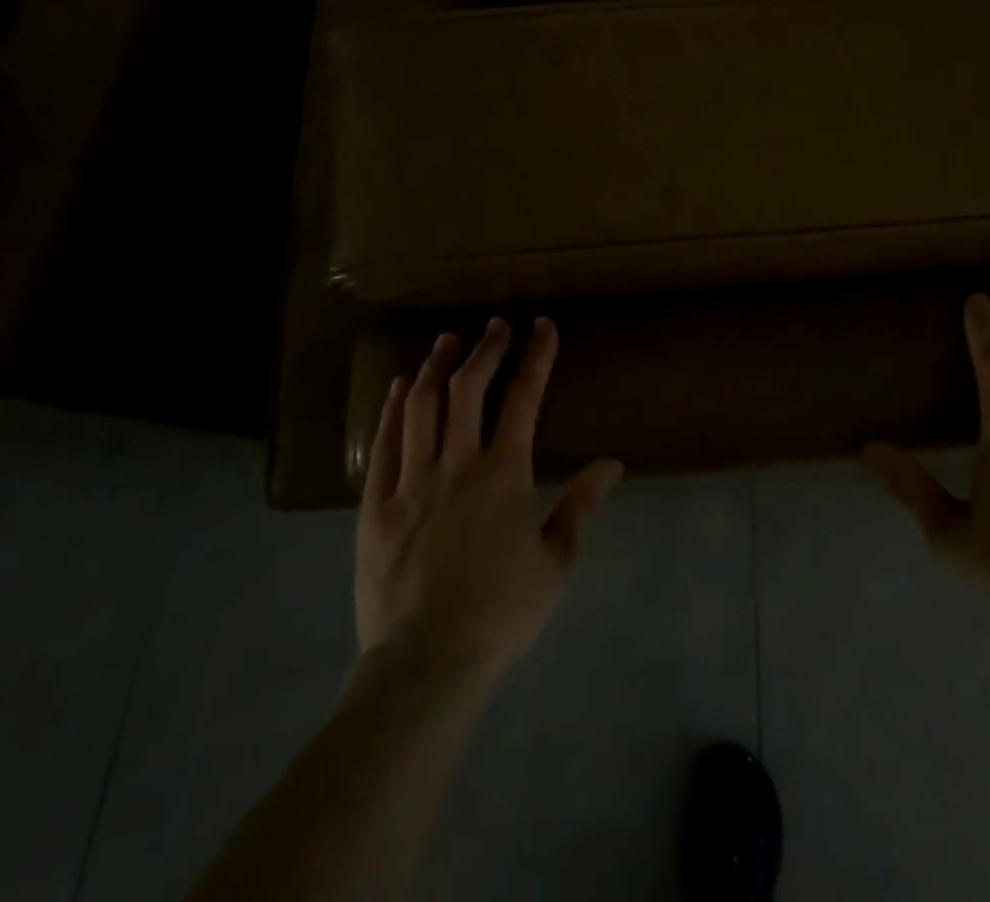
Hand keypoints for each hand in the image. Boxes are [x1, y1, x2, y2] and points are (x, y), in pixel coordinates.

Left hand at [355, 316, 622, 677]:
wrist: (427, 663)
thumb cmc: (502, 613)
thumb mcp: (557, 561)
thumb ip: (581, 505)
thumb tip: (613, 463)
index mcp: (504, 474)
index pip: (524, 398)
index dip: (536, 357)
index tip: (542, 327)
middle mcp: (457, 464)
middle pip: (468, 389)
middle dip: (486, 349)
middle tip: (496, 325)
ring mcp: (411, 482)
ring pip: (421, 406)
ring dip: (436, 367)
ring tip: (447, 340)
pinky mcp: (376, 506)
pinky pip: (384, 444)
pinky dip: (392, 409)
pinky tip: (399, 387)